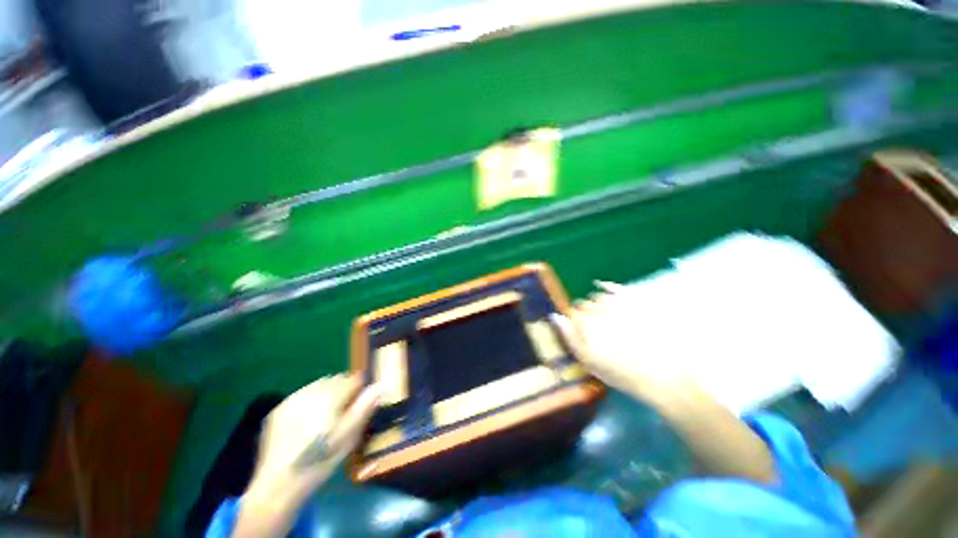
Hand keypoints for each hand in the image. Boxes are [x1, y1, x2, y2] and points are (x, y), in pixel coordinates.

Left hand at [235, 373, 378, 536]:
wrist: (278, 485)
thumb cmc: (320, 462)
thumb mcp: (348, 438)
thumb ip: (364, 408)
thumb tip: (380, 386)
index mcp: (330, 398)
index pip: (353, 379)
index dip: (360, 390)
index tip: (359, 405)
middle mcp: (310, 392)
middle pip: (336, 380)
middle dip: (343, 391)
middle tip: (342, 414)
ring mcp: (292, 399)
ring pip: (319, 385)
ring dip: (327, 394)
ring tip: (324, 418)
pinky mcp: (278, 409)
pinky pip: (302, 394)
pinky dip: (310, 401)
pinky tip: (306, 423)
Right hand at [555, 281, 688, 401]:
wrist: (666, 373)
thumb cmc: (623, 372)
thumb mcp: (589, 361)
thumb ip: (569, 337)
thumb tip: (555, 317)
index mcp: (584, 323)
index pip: (571, 314)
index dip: (574, 322)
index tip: (580, 331)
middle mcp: (597, 308)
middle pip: (584, 304)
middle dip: (586, 313)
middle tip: (595, 327)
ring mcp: (617, 302)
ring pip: (598, 296)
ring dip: (597, 303)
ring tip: (604, 315)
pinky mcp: (636, 299)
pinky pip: (615, 287)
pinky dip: (607, 286)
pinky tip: (603, 286)